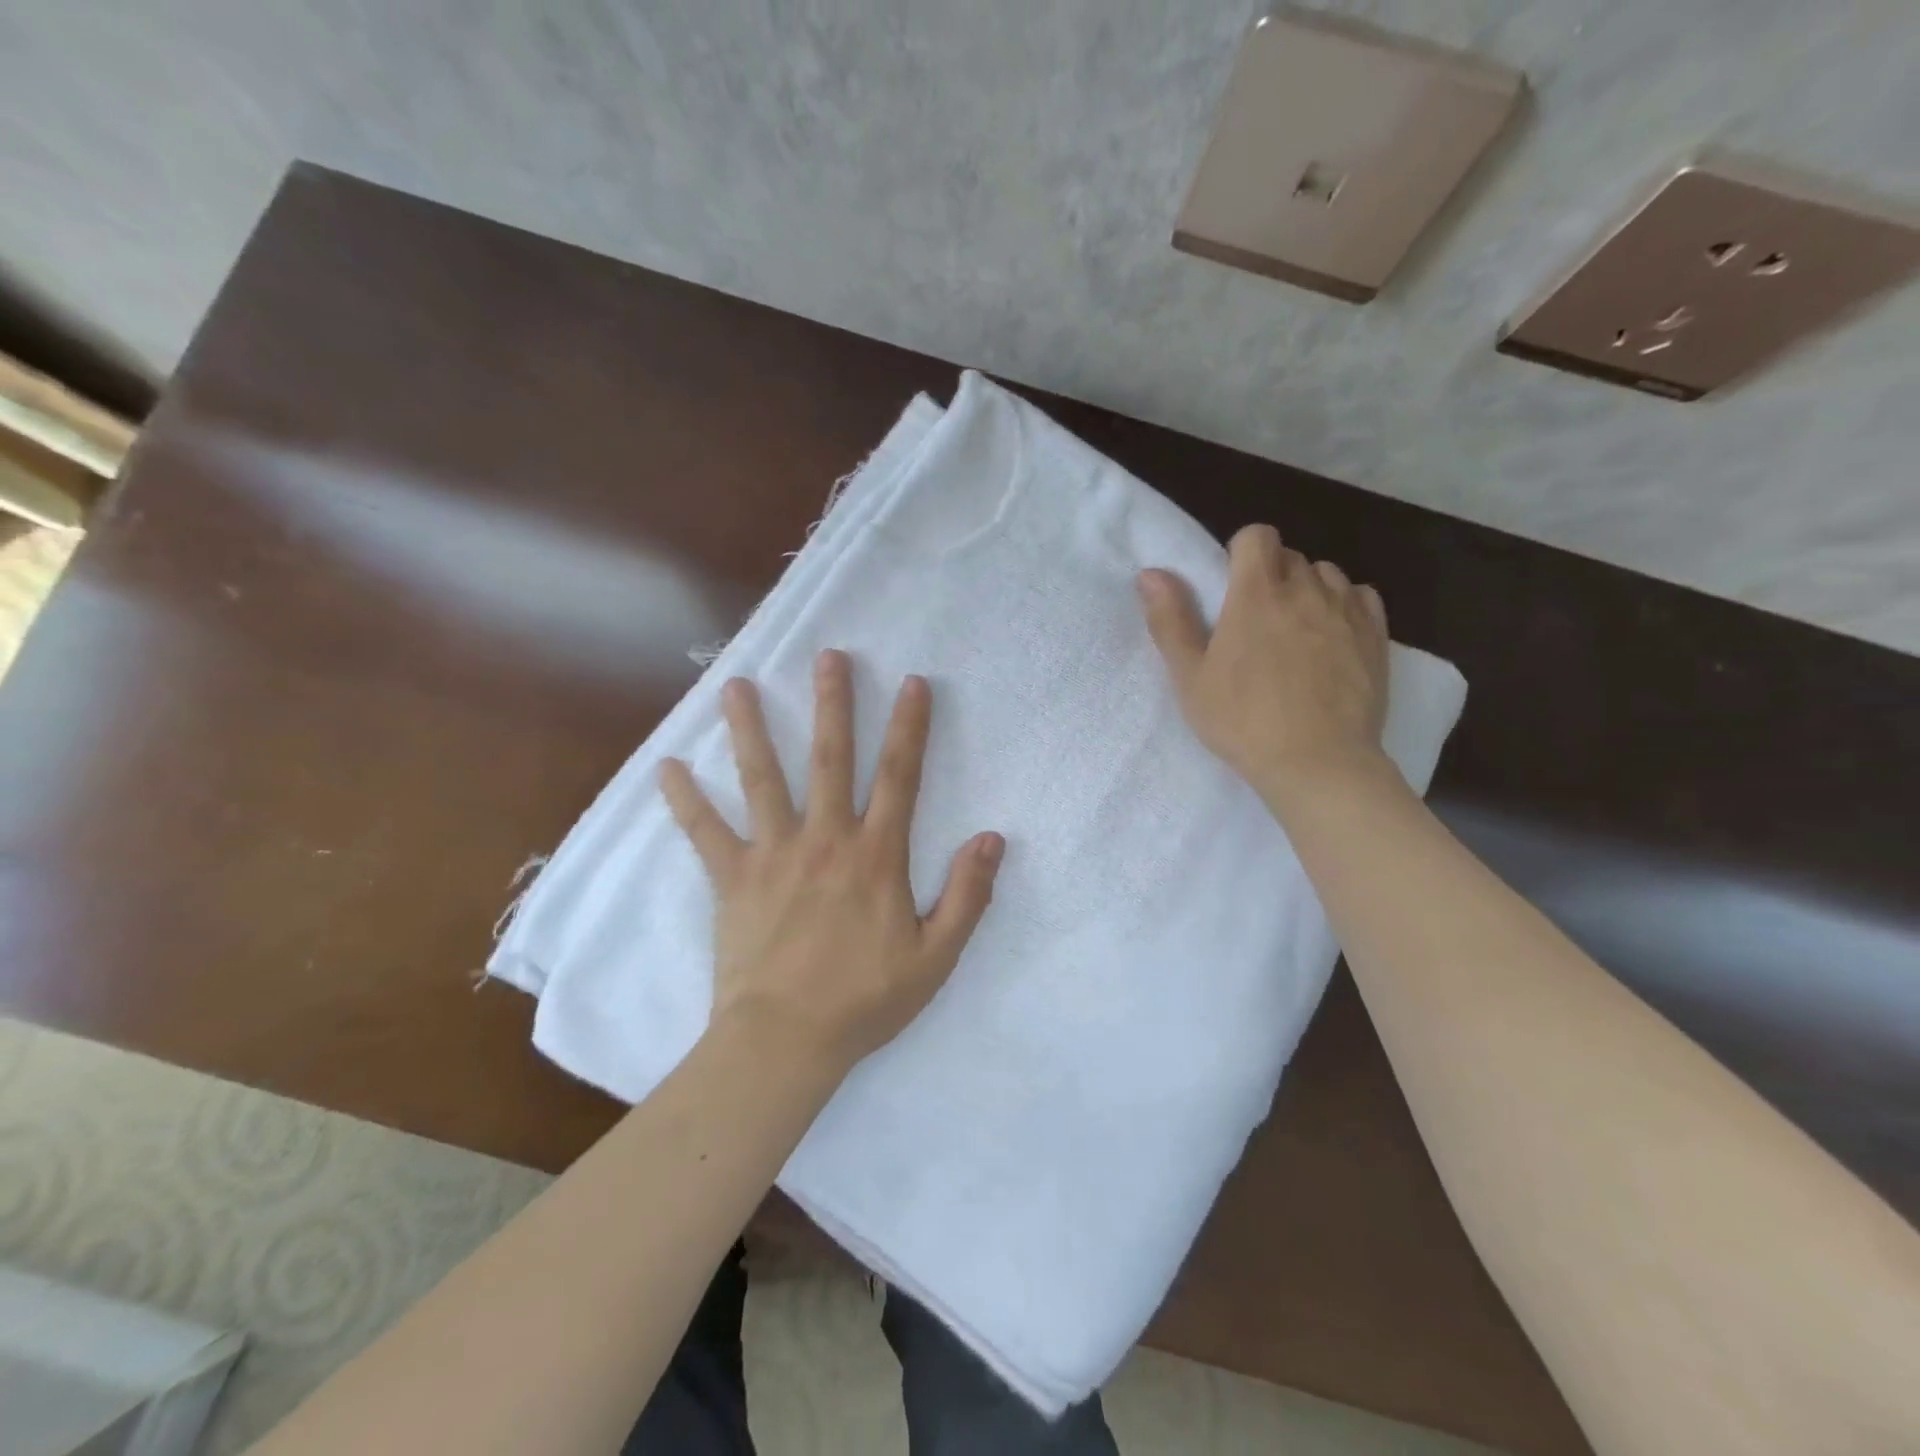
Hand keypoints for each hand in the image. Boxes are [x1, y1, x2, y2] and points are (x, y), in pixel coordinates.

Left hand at [661, 650, 1004, 1069]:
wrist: (785, 1042)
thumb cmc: (864, 1001)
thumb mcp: (935, 957)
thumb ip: (967, 896)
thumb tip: (993, 838)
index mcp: (876, 856)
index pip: (899, 777)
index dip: (910, 727)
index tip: (913, 683)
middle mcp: (825, 840)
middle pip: (830, 759)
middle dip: (832, 704)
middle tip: (828, 656)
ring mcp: (774, 855)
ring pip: (762, 779)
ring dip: (751, 729)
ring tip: (736, 685)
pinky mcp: (732, 879)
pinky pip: (705, 832)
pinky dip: (685, 800)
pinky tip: (666, 767)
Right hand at [1138, 524, 1389, 803]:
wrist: (1317, 763)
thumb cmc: (1242, 720)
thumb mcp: (1190, 677)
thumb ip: (1170, 620)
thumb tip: (1150, 573)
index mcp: (1256, 594)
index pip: (1257, 535)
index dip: (1241, 551)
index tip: (1230, 584)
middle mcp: (1306, 589)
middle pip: (1290, 555)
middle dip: (1271, 574)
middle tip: (1254, 619)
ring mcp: (1347, 611)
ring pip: (1327, 574)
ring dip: (1308, 588)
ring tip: (1295, 628)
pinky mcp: (1376, 637)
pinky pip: (1361, 597)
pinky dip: (1344, 605)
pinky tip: (1331, 635)